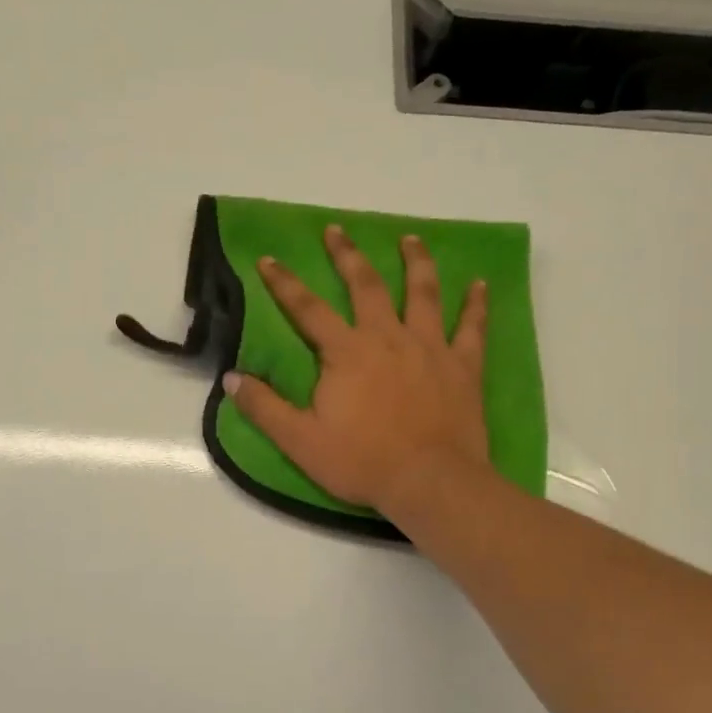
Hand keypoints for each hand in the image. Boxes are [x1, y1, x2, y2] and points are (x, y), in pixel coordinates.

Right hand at [224, 225, 489, 511]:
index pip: (307, 308)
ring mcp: (430, 347)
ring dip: (415, 262)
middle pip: (366, 285)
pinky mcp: (463, 366)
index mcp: (346, 352)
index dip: (284, 283)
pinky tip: (481, 284)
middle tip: (337, 230)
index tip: (269, 258)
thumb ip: (264, 407)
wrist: (430, 482)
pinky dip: (477, 304)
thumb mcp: (300, 440)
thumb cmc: (362, 461)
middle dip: (347, 255)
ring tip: (410, 239)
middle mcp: (388, 337)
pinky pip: (472, 327)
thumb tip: (230, 378)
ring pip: (422, 293)